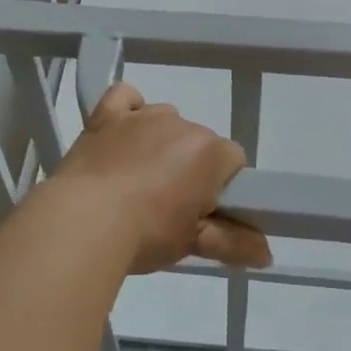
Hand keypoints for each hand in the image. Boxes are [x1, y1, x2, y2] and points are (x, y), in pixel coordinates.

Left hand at [50, 83, 271, 274]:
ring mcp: (142, 116)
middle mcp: (181, 124)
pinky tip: (123, 132)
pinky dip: (128, 109)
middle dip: (190, 168)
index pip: (233, 161)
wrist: (83, 222)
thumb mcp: (193, 243)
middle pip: (198, 142)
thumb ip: (234, 243)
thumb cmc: (147, 234)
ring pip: (164, 121)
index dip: (222, 188)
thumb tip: (267, 253)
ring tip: (138, 181)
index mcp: (209, 151)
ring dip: (160, 144)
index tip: (204, 213)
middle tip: (169, 207)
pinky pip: (125, 97)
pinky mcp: (107, 116)